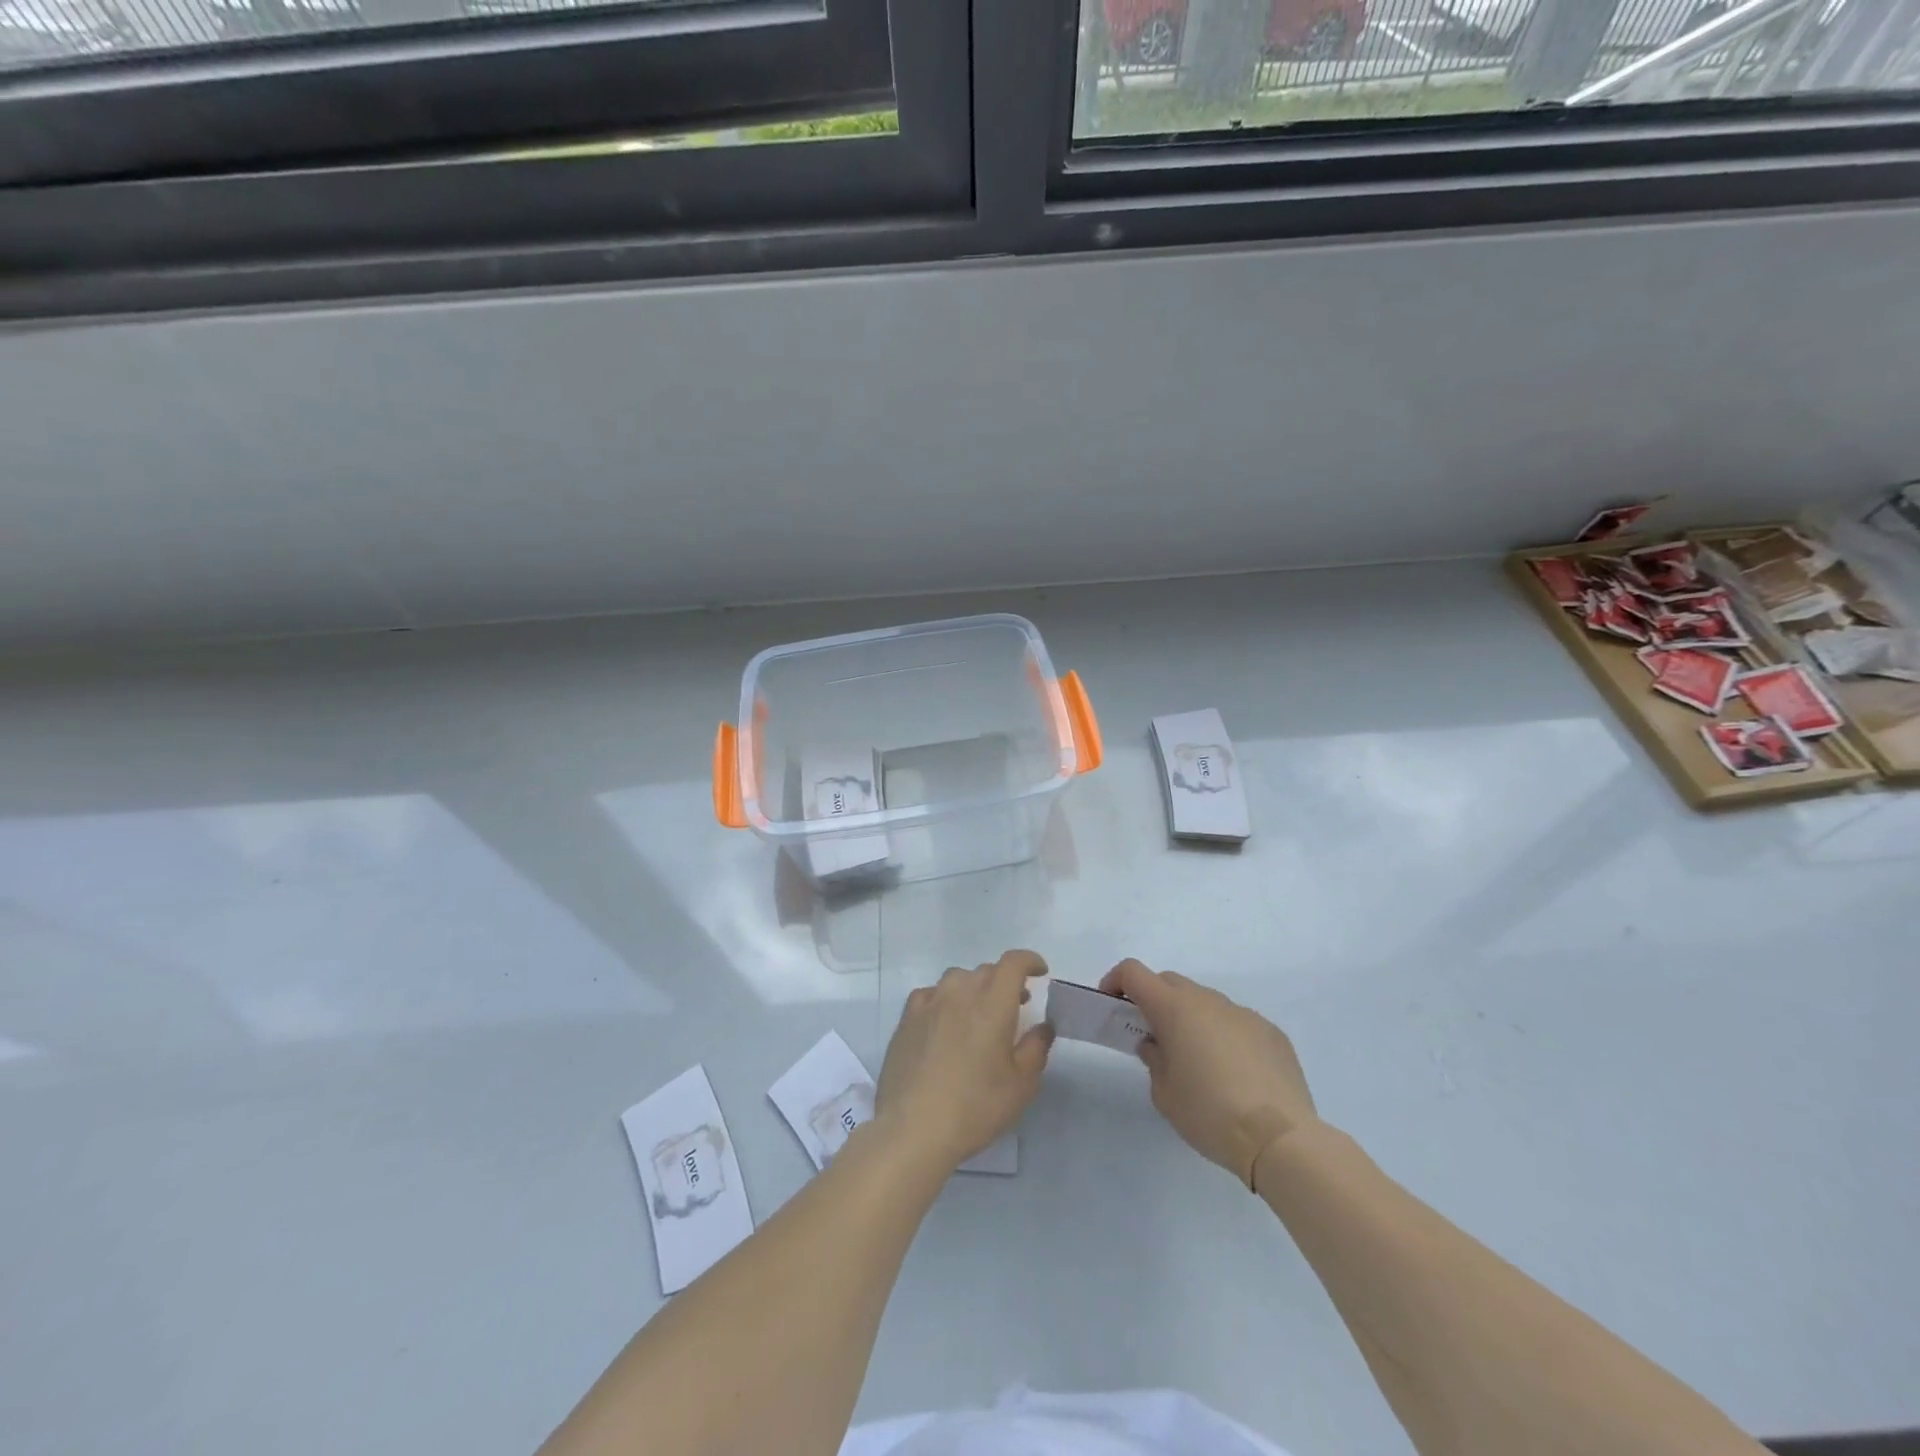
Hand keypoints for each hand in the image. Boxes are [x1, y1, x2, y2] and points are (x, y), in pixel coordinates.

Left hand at [876, 949, 1053, 1171]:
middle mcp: (960, 993)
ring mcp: (929, 1003)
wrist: (913, 1129)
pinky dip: (945, 999)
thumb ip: (1036, 1048)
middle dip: (1005, 981)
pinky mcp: (907, 1018)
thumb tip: (1043, 1026)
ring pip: (957, 979)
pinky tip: (945, 1021)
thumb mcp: (1021, 1085)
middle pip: (987, 970)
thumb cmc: (975, 1108)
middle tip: (1016, 1004)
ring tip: (979, 1013)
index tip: (1040, 972)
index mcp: (993, 1004)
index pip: (1013, 963)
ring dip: (974, 988)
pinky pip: (931, 994)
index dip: (1029, 961)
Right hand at [1101, 958, 1316, 1186]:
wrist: (1280, 1139)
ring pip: (1205, 1002)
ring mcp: (1243, 1014)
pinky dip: (1223, 1035)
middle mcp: (1208, 1000)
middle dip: (1153, 999)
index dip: (1116, 981)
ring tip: (1196, 1060)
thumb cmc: (1210, 1114)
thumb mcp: (1164, 1094)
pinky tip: (1233, 1074)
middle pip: (1169, 982)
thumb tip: (1156, 1044)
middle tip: (1151, 1035)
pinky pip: (1236, 1022)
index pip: (1134, 972)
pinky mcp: (1271, 1032)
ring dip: (1191, 1018)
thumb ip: (1153, 1059)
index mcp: (1175, 1008)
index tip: (1112, 1006)